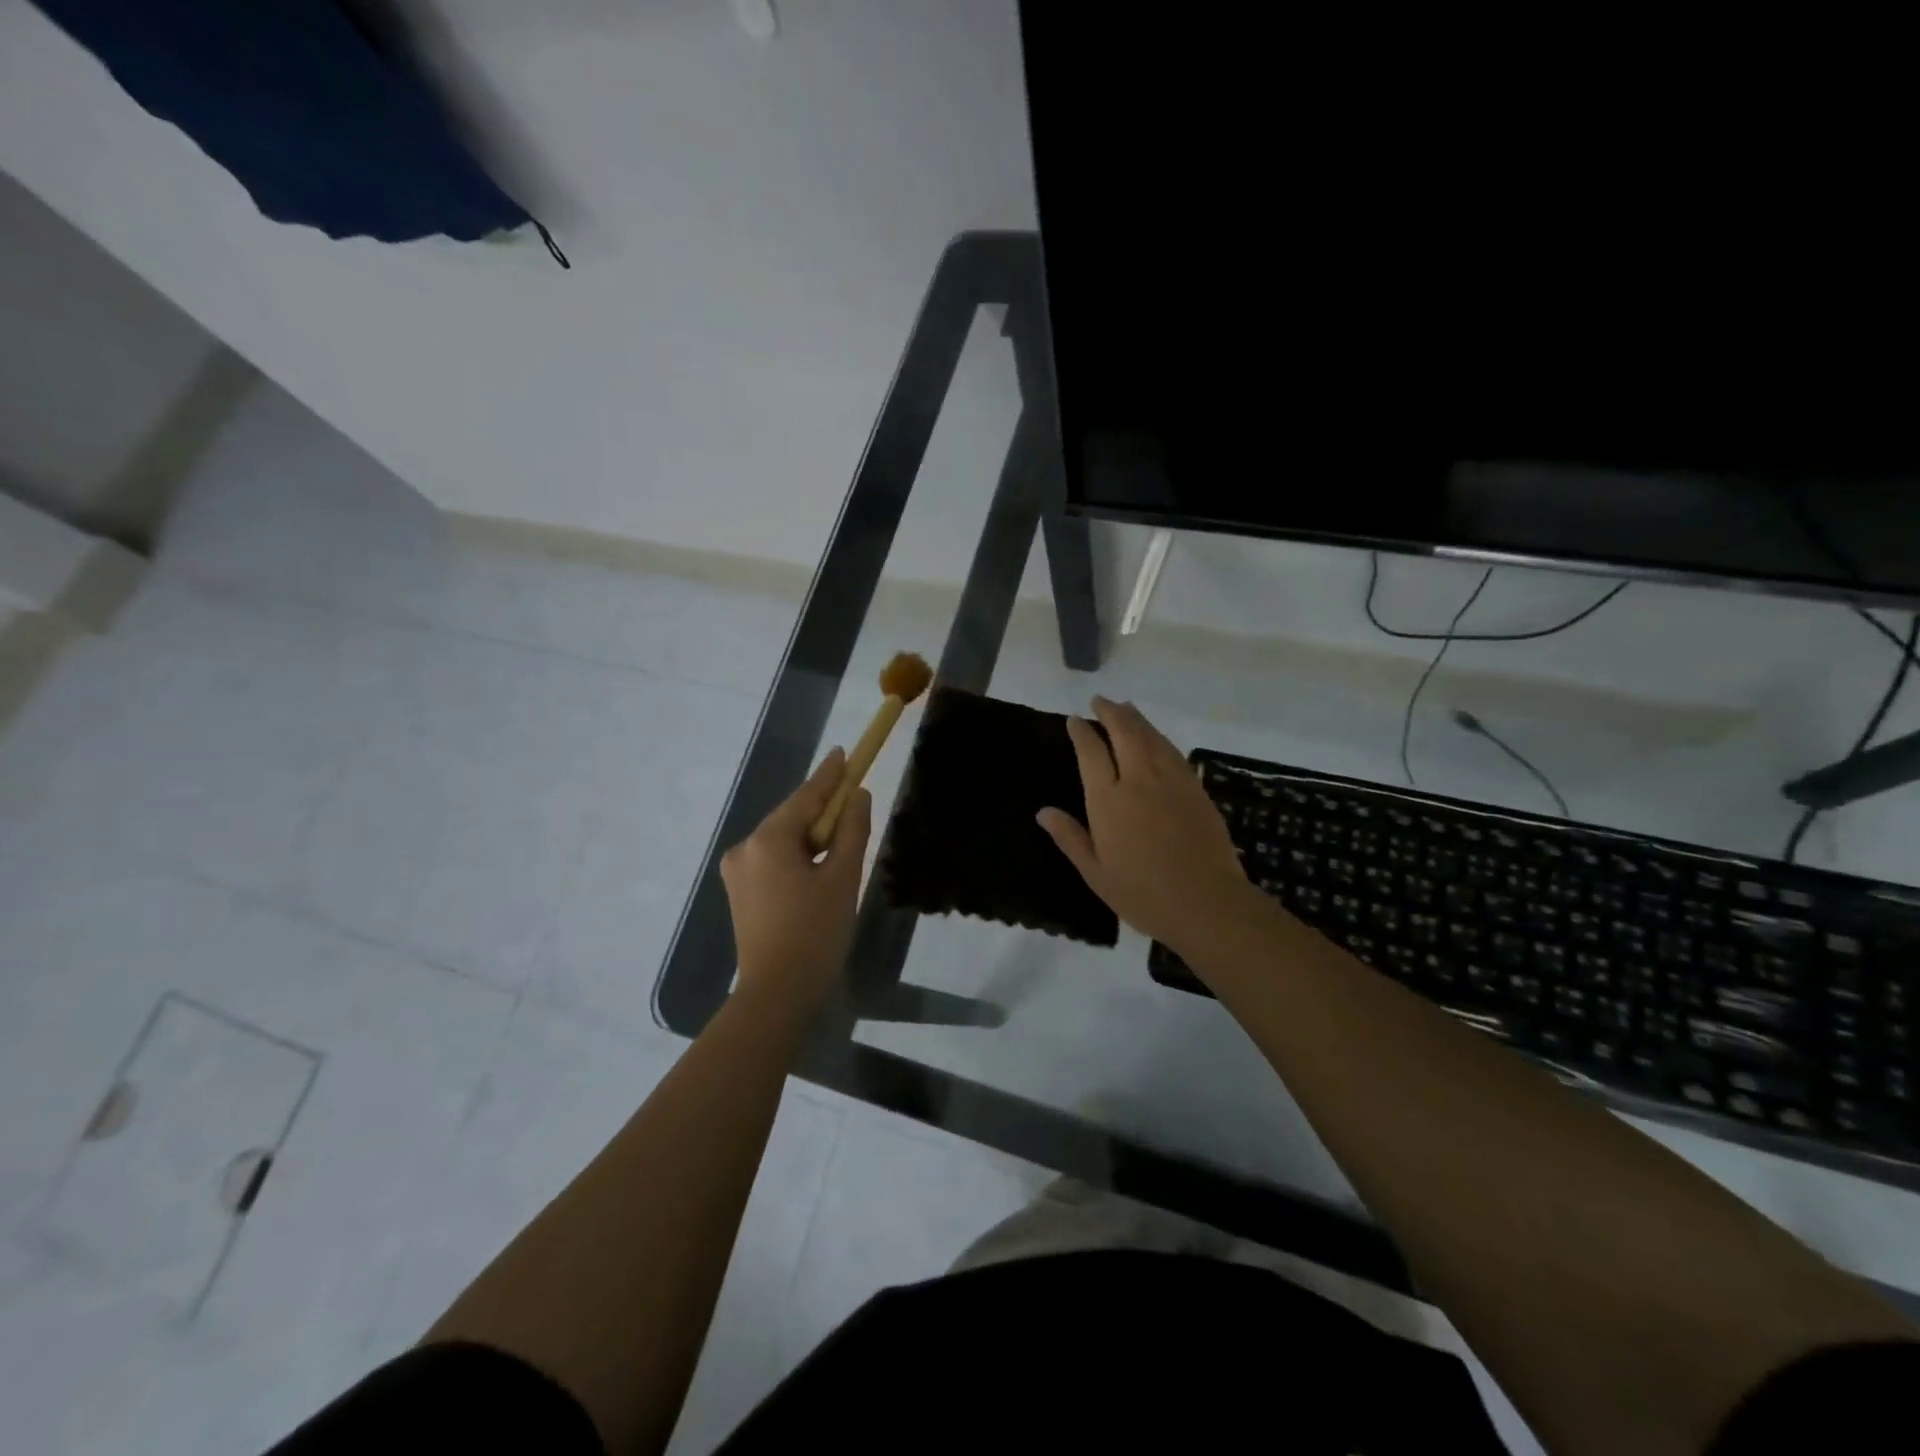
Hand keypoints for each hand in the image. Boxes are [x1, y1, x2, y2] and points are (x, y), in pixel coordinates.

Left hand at [721, 747, 871, 1010]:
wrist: (777, 994)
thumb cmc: (815, 933)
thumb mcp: (842, 878)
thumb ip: (851, 831)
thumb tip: (858, 797)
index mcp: (769, 839)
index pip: (806, 796)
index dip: (830, 774)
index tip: (844, 752)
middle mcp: (745, 848)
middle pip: (792, 817)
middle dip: (823, 809)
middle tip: (853, 799)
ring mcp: (738, 872)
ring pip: (783, 840)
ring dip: (811, 836)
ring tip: (841, 840)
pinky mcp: (740, 893)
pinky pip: (773, 860)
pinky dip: (797, 856)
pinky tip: (817, 866)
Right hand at [1037, 697, 1252, 952]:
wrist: (1206, 903)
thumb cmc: (1143, 894)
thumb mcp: (1095, 873)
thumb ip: (1070, 838)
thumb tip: (1043, 812)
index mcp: (1108, 800)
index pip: (1091, 753)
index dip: (1082, 733)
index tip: (1074, 720)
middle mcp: (1139, 780)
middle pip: (1124, 732)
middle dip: (1110, 712)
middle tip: (1100, 701)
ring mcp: (1171, 781)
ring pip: (1151, 736)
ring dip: (1136, 718)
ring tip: (1125, 707)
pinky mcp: (1195, 789)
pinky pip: (1173, 752)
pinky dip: (1159, 737)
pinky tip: (1156, 738)